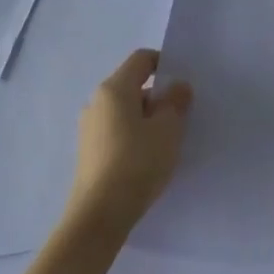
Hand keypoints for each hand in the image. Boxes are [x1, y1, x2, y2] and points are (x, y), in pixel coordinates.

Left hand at [65, 49, 192, 240]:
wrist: (100, 214)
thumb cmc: (137, 162)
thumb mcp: (168, 129)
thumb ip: (175, 102)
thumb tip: (177, 87)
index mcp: (114, 89)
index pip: (142, 59)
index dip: (165, 64)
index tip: (184, 86)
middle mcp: (97, 102)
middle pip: (134, 86)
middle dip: (160, 97)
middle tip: (183, 118)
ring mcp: (90, 128)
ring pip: (126, 111)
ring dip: (148, 119)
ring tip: (168, 142)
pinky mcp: (89, 151)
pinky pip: (118, 131)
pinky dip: (135, 136)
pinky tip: (149, 159)